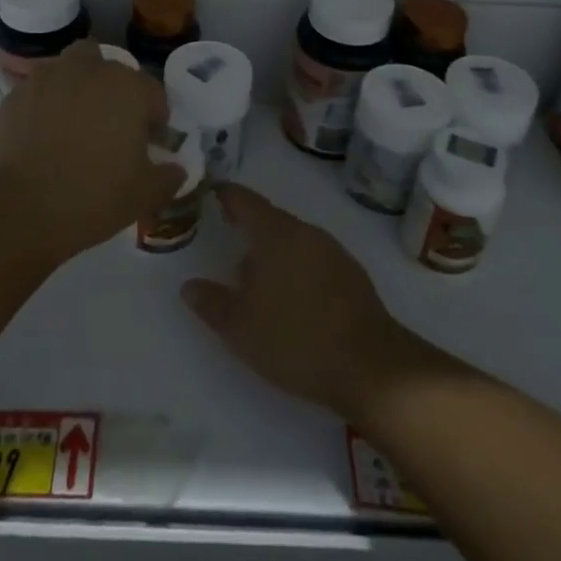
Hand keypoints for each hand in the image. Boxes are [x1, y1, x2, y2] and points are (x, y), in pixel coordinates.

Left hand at [0, 42, 183, 265]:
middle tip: (114, 128)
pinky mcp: (15, 95)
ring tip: (77, 124)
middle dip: (117, 93)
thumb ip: (168, 177)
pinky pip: (41, 91)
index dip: (156, 119)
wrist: (20, 209)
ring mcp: (48, 78)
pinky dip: (48, 104)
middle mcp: (89, 71)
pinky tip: (45, 136)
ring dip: (80, 87)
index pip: (153, 94)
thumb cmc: (94, 197)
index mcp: (128, 88)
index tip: (150, 144)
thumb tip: (176, 169)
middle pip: (112, 70)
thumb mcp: (145, 195)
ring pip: (72, 68)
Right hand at [181, 185, 412, 416]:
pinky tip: (289, 301)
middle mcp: (307, 233)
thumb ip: (211, 302)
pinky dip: (295, 270)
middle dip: (248, 230)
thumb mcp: (239, 327)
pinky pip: (313, 261)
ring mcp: (334, 253)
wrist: (371, 368)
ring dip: (272, 254)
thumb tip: (189, 286)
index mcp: (277, 234)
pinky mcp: (353, 278)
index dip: (225, 195)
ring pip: (294, 242)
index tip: (210, 192)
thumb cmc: (296, 338)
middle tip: (226, 240)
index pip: (245, 201)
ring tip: (253, 280)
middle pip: (271, 221)